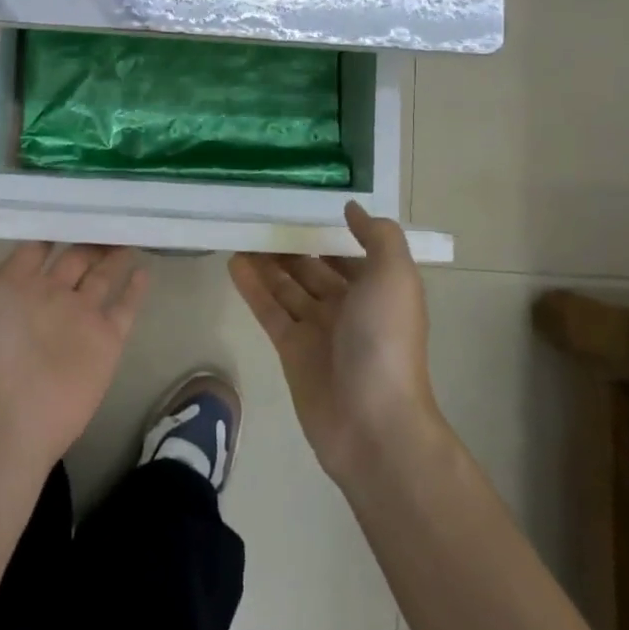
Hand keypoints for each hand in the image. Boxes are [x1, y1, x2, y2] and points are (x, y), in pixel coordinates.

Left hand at [0, 228, 148, 466]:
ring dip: (113, 257)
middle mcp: (49, 298)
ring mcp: (79, 318)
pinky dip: (135, 290)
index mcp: (17, 285)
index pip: (37, 249)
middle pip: (73, 260)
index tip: (67, 200)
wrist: (5, 410)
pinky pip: (124, 308)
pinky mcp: (105, 340)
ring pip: (101, 278)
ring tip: (130, 229)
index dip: (50, 227)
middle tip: (109, 209)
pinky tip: (145, 268)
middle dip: (88, 238)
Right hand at [229, 201, 440, 483]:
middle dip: (292, 246)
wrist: (373, 423)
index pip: (349, 254)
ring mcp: (318, 330)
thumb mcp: (395, 277)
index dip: (328, 232)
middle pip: (314, 269)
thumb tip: (351, 208)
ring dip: (267, 262)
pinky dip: (253, 287)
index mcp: (377, 290)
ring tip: (239, 233)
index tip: (300, 206)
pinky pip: (270, 310)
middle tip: (259, 218)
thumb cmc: (386, 341)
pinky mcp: (291, 350)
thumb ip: (378, 237)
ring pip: (288, 287)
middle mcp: (349, 308)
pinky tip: (234, 263)